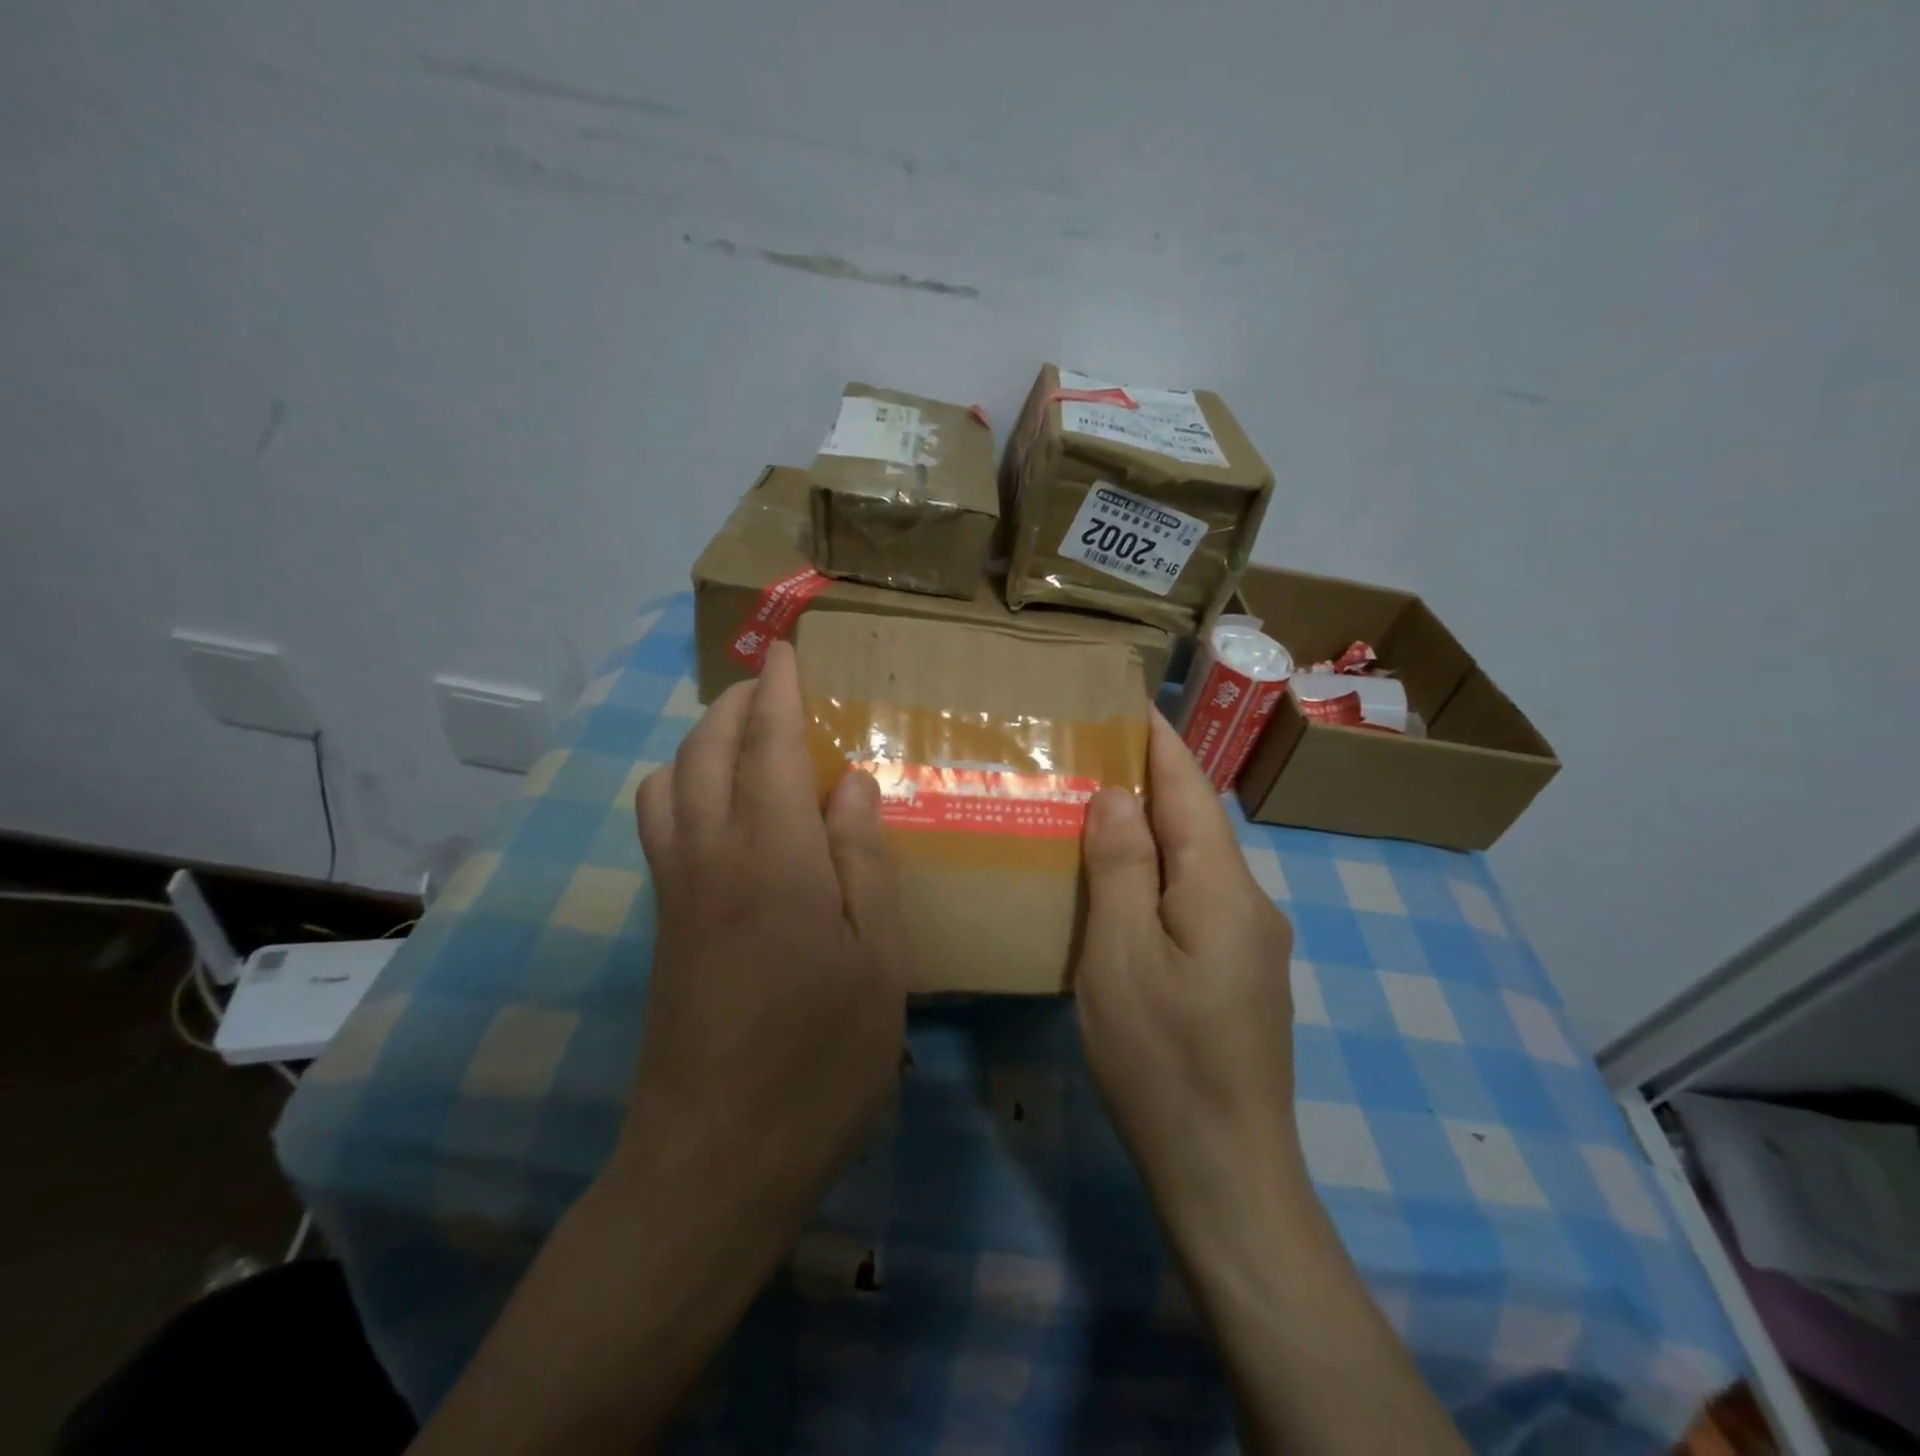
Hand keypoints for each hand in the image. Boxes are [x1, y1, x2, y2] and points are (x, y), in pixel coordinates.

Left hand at [618, 640, 909, 1240]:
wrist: (712, 1162)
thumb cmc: (819, 1062)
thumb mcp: (877, 963)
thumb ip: (863, 862)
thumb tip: (851, 782)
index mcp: (774, 859)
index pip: (768, 747)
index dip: (776, 691)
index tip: (784, 648)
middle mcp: (712, 857)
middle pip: (705, 751)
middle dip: (735, 704)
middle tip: (773, 687)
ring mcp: (676, 891)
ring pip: (669, 782)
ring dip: (701, 742)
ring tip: (746, 741)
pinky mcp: (662, 924)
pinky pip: (660, 824)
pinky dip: (681, 786)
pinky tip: (720, 812)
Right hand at [1075, 708, 1304, 1239]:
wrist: (1226, 1171)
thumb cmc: (1162, 1057)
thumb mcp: (1121, 955)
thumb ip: (1122, 867)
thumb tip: (1118, 793)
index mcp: (1224, 889)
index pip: (1192, 792)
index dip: (1163, 744)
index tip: (1133, 703)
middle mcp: (1250, 904)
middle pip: (1199, 824)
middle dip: (1154, 782)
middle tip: (1096, 754)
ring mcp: (1252, 944)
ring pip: (1198, 865)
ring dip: (1155, 830)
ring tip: (1101, 809)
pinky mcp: (1241, 976)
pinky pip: (1198, 901)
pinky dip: (1161, 875)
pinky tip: (1127, 887)